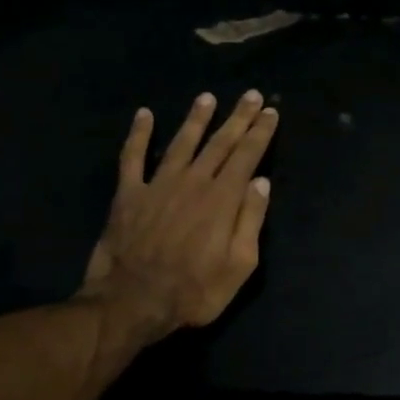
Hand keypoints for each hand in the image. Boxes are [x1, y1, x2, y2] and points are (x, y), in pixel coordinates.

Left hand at [75, 90, 277, 369]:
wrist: (131, 303)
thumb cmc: (194, 291)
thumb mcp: (239, 265)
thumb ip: (251, 220)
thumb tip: (261, 182)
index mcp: (222, 199)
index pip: (247, 156)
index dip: (260, 132)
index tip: (270, 112)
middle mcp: (193, 182)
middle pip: (219, 143)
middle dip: (238, 118)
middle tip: (250, 95)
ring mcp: (158, 185)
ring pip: (181, 143)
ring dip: (196, 119)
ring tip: (208, 98)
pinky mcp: (128, 194)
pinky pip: (132, 158)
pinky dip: (138, 135)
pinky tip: (144, 115)